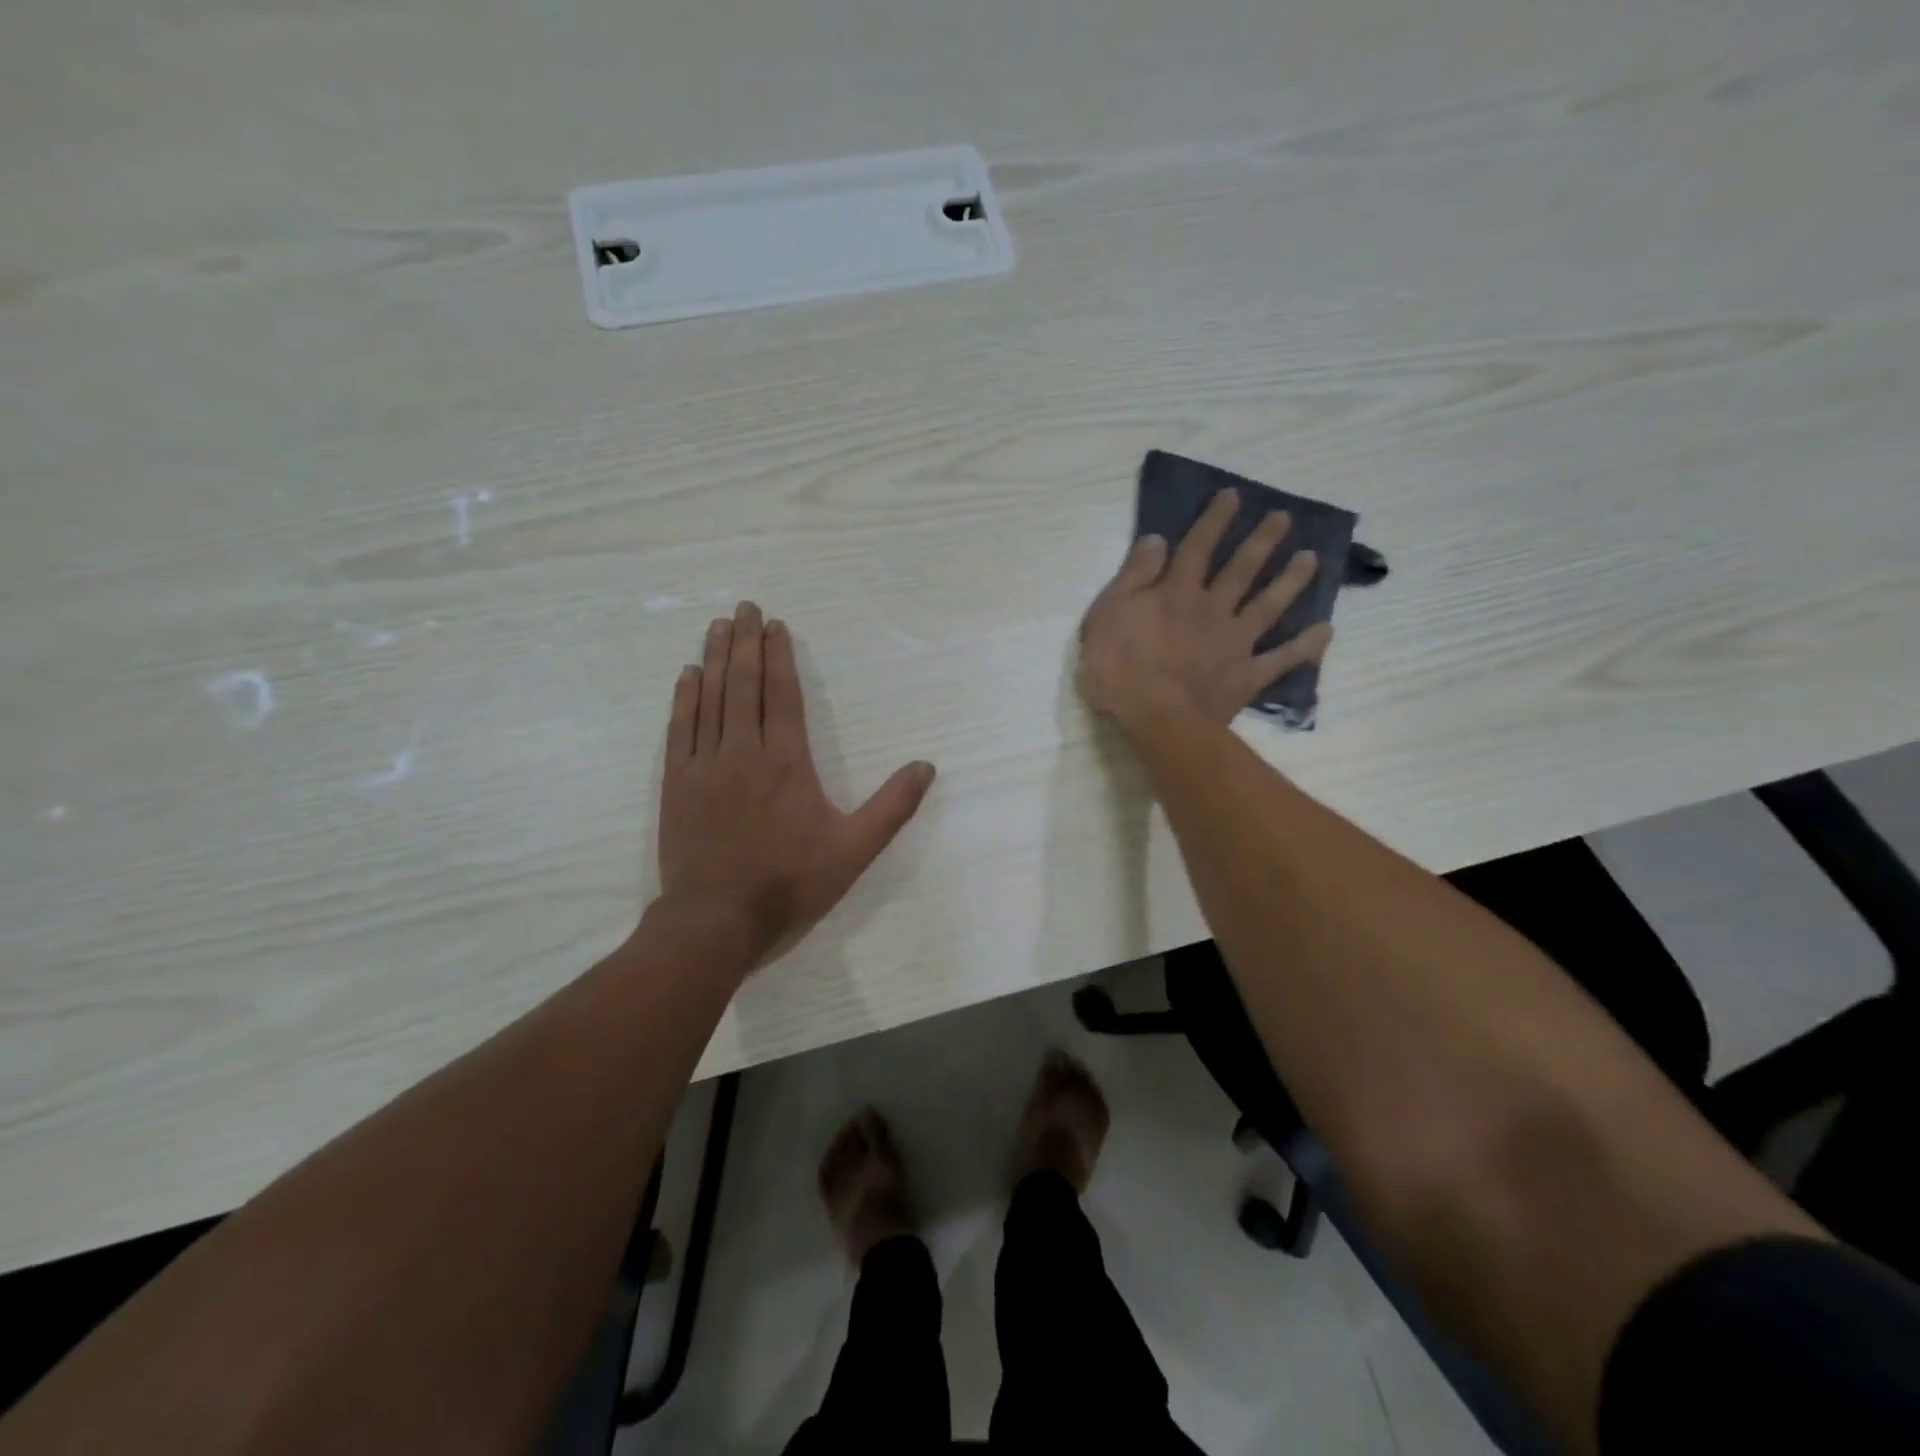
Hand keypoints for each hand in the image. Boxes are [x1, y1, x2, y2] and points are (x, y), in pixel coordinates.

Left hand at [656, 602, 935, 970]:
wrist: (717, 919)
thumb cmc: (790, 883)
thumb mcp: (854, 850)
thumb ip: (892, 807)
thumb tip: (926, 767)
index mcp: (787, 762)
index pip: (783, 695)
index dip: (781, 657)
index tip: (775, 625)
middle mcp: (743, 752)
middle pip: (744, 686)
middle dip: (746, 643)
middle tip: (744, 608)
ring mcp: (705, 765)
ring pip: (710, 699)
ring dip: (716, 659)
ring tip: (718, 627)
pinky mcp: (677, 784)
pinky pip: (680, 729)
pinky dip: (684, 698)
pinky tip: (687, 675)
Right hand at [1077, 488, 1332, 728]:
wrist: (1156, 718)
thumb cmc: (1119, 667)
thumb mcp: (1107, 614)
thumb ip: (1134, 576)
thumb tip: (1157, 539)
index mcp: (1176, 592)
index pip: (1197, 547)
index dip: (1214, 520)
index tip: (1233, 496)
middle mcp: (1212, 608)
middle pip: (1241, 569)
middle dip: (1262, 541)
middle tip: (1284, 518)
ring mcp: (1234, 642)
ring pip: (1268, 605)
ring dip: (1291, 581)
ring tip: (1311, 558)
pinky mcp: (1246, 676)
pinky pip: (1282, 659)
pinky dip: (1305, 646)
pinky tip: (1326, 631)